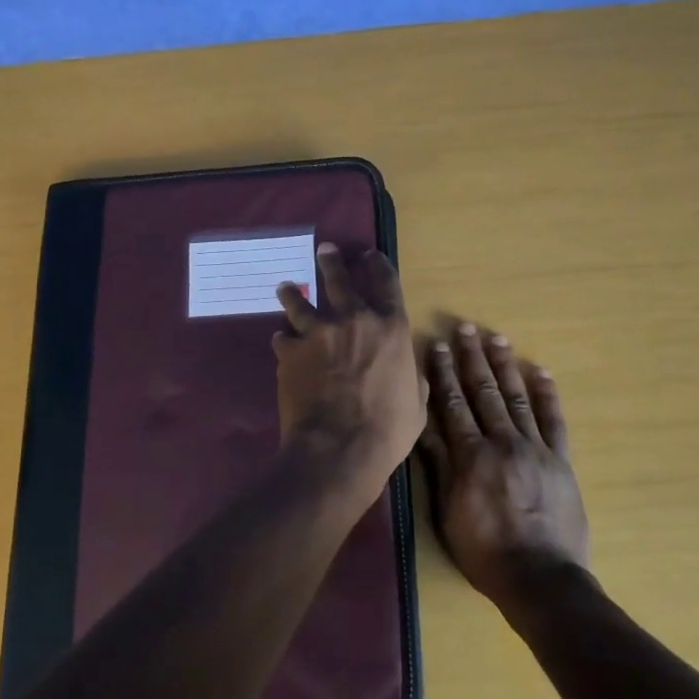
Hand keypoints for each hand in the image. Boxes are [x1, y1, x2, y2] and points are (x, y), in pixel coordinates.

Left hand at [273, 245, 425, 494]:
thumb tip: (411, 371)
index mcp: (391, 328)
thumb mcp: (417, 405)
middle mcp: (354, 320)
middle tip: (325, 250)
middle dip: (332, 262)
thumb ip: (413, 379)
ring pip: (300, 302)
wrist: (338, 448)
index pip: (386, 283)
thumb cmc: (387, 429)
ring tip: (286, 287)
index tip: (370, 255)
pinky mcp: (290, 352)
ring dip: (293, 293)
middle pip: (340, 280)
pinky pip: (283, 338)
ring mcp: (317, 333)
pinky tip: (281, 341)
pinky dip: (284, 340)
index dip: (378, 265)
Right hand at [424, 324, 590, 612]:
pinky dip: (548, 395)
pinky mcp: (561, 460)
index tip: (437, 345)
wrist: (541, 579)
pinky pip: (554, 421)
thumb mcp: (448, 512)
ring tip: (497, 338)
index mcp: (471, 456)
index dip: (444, 373)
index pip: (453, 404)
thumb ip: (439, 465)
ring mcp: (535, 449)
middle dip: (472, 358)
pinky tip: (541, 371)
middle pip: (484, 392)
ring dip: (505, 366)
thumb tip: (423, 424)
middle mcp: (502, 442)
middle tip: (465, 328)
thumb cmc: (485, 551)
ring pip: (517, 398)